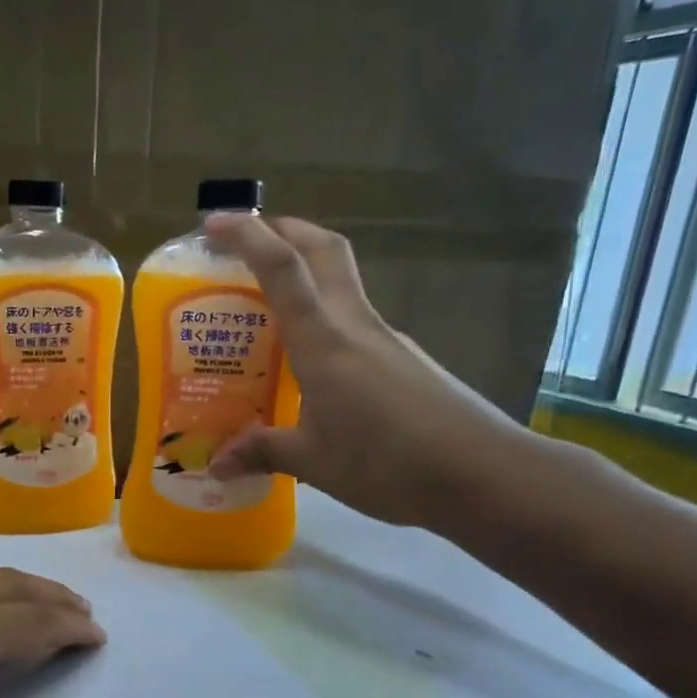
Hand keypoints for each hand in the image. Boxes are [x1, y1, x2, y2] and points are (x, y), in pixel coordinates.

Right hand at [204, 214, 545, 533]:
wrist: (483, 474)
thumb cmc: (389, 464)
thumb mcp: (315, 463)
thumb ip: (263, 452)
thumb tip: (215, 464)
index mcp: (324, 342)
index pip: (283, 269)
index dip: (248, 236)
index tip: (214, 223)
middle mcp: (355, 325)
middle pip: (323, 250)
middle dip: (283, 230)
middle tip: (245, 241)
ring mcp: (385, 339)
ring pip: (340, 282)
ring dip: (304, 271)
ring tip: (264, 307)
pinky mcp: (402, 359)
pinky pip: (352, 320)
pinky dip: (322, 317)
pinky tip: (309, 362)